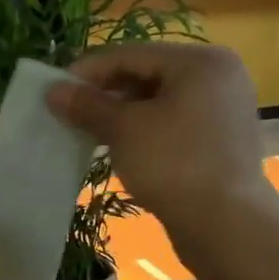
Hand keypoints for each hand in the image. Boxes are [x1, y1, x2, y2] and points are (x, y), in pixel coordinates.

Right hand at [46, 43, 270, 224]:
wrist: (226, 225)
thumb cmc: (173, 164)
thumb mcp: (124, 130)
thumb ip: (88, 105)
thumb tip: (53, 90)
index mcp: (200, 61)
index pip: (131, 54)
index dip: (88, 71)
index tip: (55, 90)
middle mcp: (218, 78)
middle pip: (147, 76)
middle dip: (105, 95)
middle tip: (69, 114)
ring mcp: (222, 111)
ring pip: (159, 103)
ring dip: (121, 116)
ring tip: (88, 134)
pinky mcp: (219, 143)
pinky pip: (172, 126)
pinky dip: (143, 133)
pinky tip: (118, 150)